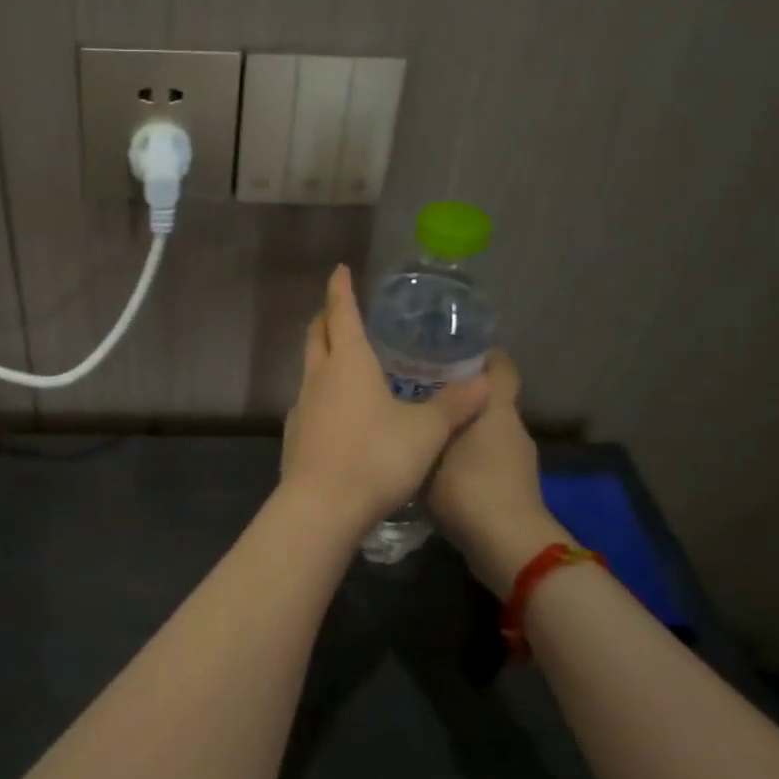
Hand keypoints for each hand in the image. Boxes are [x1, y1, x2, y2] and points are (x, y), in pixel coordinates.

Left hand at [280, 265, 489, 533]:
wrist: (322, 507)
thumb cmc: (376, 457)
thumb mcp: (426, 431)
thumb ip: (454, 405)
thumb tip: (483, 381)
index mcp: (348, 362)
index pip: (342, 313)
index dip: (341, 290)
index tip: (340, 271)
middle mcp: (319, 377)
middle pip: (317, 336)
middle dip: (328, 318)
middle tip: (340, 310)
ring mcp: (301, 406)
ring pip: (310, 368)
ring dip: (324, 356)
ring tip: (344, 359)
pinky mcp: (295, 435)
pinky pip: (309, 401)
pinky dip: (322, 392)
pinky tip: (336, 409)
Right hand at [427, 351, 573, 597]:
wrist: (508, 547)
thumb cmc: (470, 488)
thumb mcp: (433, 452)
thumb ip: (423, 429)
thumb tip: (409, 411)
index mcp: (497, 409)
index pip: (500, 367)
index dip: (482, 354)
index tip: (450, 349)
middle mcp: (513, 428)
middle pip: (488, 400)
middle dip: (458, 394)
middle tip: (417, 391)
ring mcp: (518, 461)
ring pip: (486, 432)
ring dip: (460, 429)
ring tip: (420, 431)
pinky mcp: (513, 487)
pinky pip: (486, 459)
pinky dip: (465, 458)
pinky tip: (434, 467)